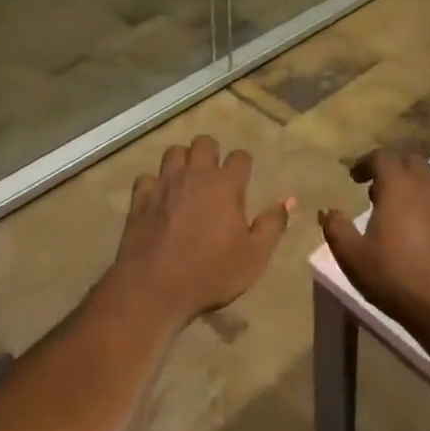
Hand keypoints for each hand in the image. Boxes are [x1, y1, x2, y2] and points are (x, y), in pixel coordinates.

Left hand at [107, 135, 293, 328]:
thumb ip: (272, 225)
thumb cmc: (210, 273)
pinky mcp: (140, 197)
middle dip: (211, 152)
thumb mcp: (254, 256)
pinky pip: (147, 177)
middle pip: (204, 142)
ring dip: (182, 161)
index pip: (240, 157)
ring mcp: (165, 183)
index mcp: (225, 184)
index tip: (243, 177)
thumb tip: (289, 200)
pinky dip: (154, 184)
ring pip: (174, 152)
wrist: (154, 288)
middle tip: (214, 174)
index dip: (244, 164)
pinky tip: (157, 198)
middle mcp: (195, 174)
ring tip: (186, 179)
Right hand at [319, 148, 429, 345]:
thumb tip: (328, 211)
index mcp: (399, 187)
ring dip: (411, 188)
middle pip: (410, 162)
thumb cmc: (397, 278)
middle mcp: (426, 188)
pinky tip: (420, 236)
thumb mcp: (353, 257)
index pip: (382, 157)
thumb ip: (336, 229)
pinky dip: (428, 209)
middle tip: (376, 191)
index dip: (365, 162)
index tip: (354, 178)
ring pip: (429, 183)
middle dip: (392, 169)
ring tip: (396, 214)